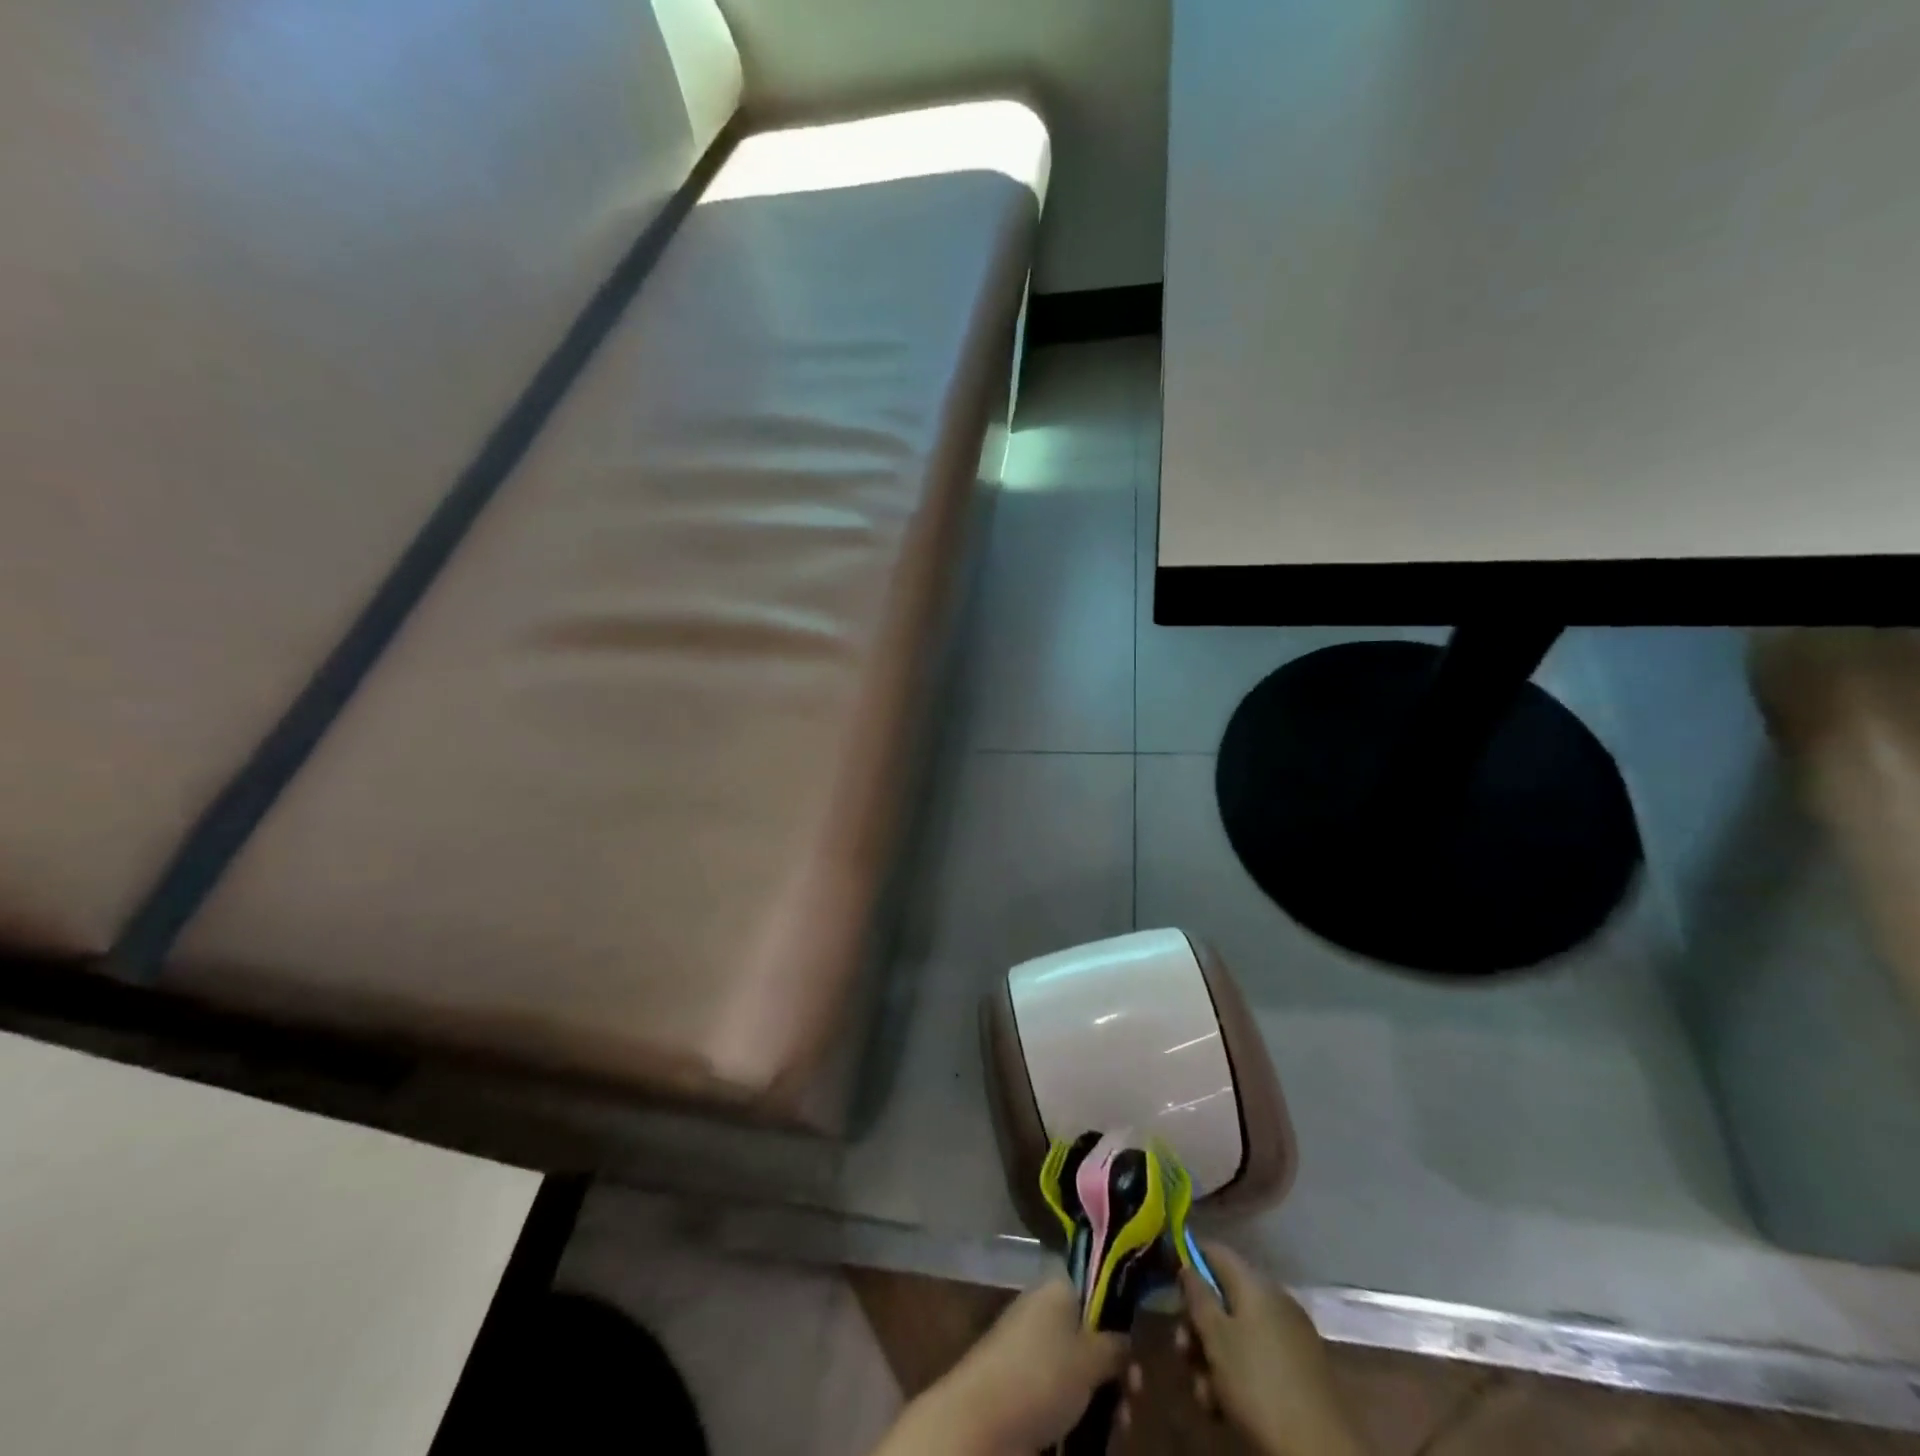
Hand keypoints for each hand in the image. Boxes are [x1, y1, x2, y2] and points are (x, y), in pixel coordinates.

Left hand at [880, 1279, 1125, 1454]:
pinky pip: (1063, 1393)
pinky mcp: (1025, 1387)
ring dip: (1104, 1395)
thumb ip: (1114, 1346)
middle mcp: (1044, 1313)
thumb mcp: (1089, 1358)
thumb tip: (1125, 1338)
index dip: (1117, 1314)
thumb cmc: (1041, 1375)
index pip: (1093, 1287)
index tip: (1136, 1344)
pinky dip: (1083, 1412)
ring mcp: (1032, 1351)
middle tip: (1134, 1392)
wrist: (982, 1420)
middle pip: (1090, 1334)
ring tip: (1120, 1423)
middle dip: (1115, 1366)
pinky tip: (1101, 1435)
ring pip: (1079, 1369)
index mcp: (1057, 1289)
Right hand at [1172, 1242, 1366, 1455]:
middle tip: (1183, 1354)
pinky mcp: (1298, 1370)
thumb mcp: (1216, 1338)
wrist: (1321, 1452)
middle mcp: (1273, 1301)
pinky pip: (1256, 1357)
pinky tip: (1224, 1407)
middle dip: (1197, 1325)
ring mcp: (1289, 1336)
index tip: (1167, 1284)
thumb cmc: (1259, 1385)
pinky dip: (1236, 1374)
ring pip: (1236, 1333)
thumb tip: (1187, 1265)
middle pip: (1222, 1297)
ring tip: (1204, 1394)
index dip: (1188, 1260)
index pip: (1214, 1251)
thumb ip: (1197, 1296)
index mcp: (1255, 1284)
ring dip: (1212, 1358)